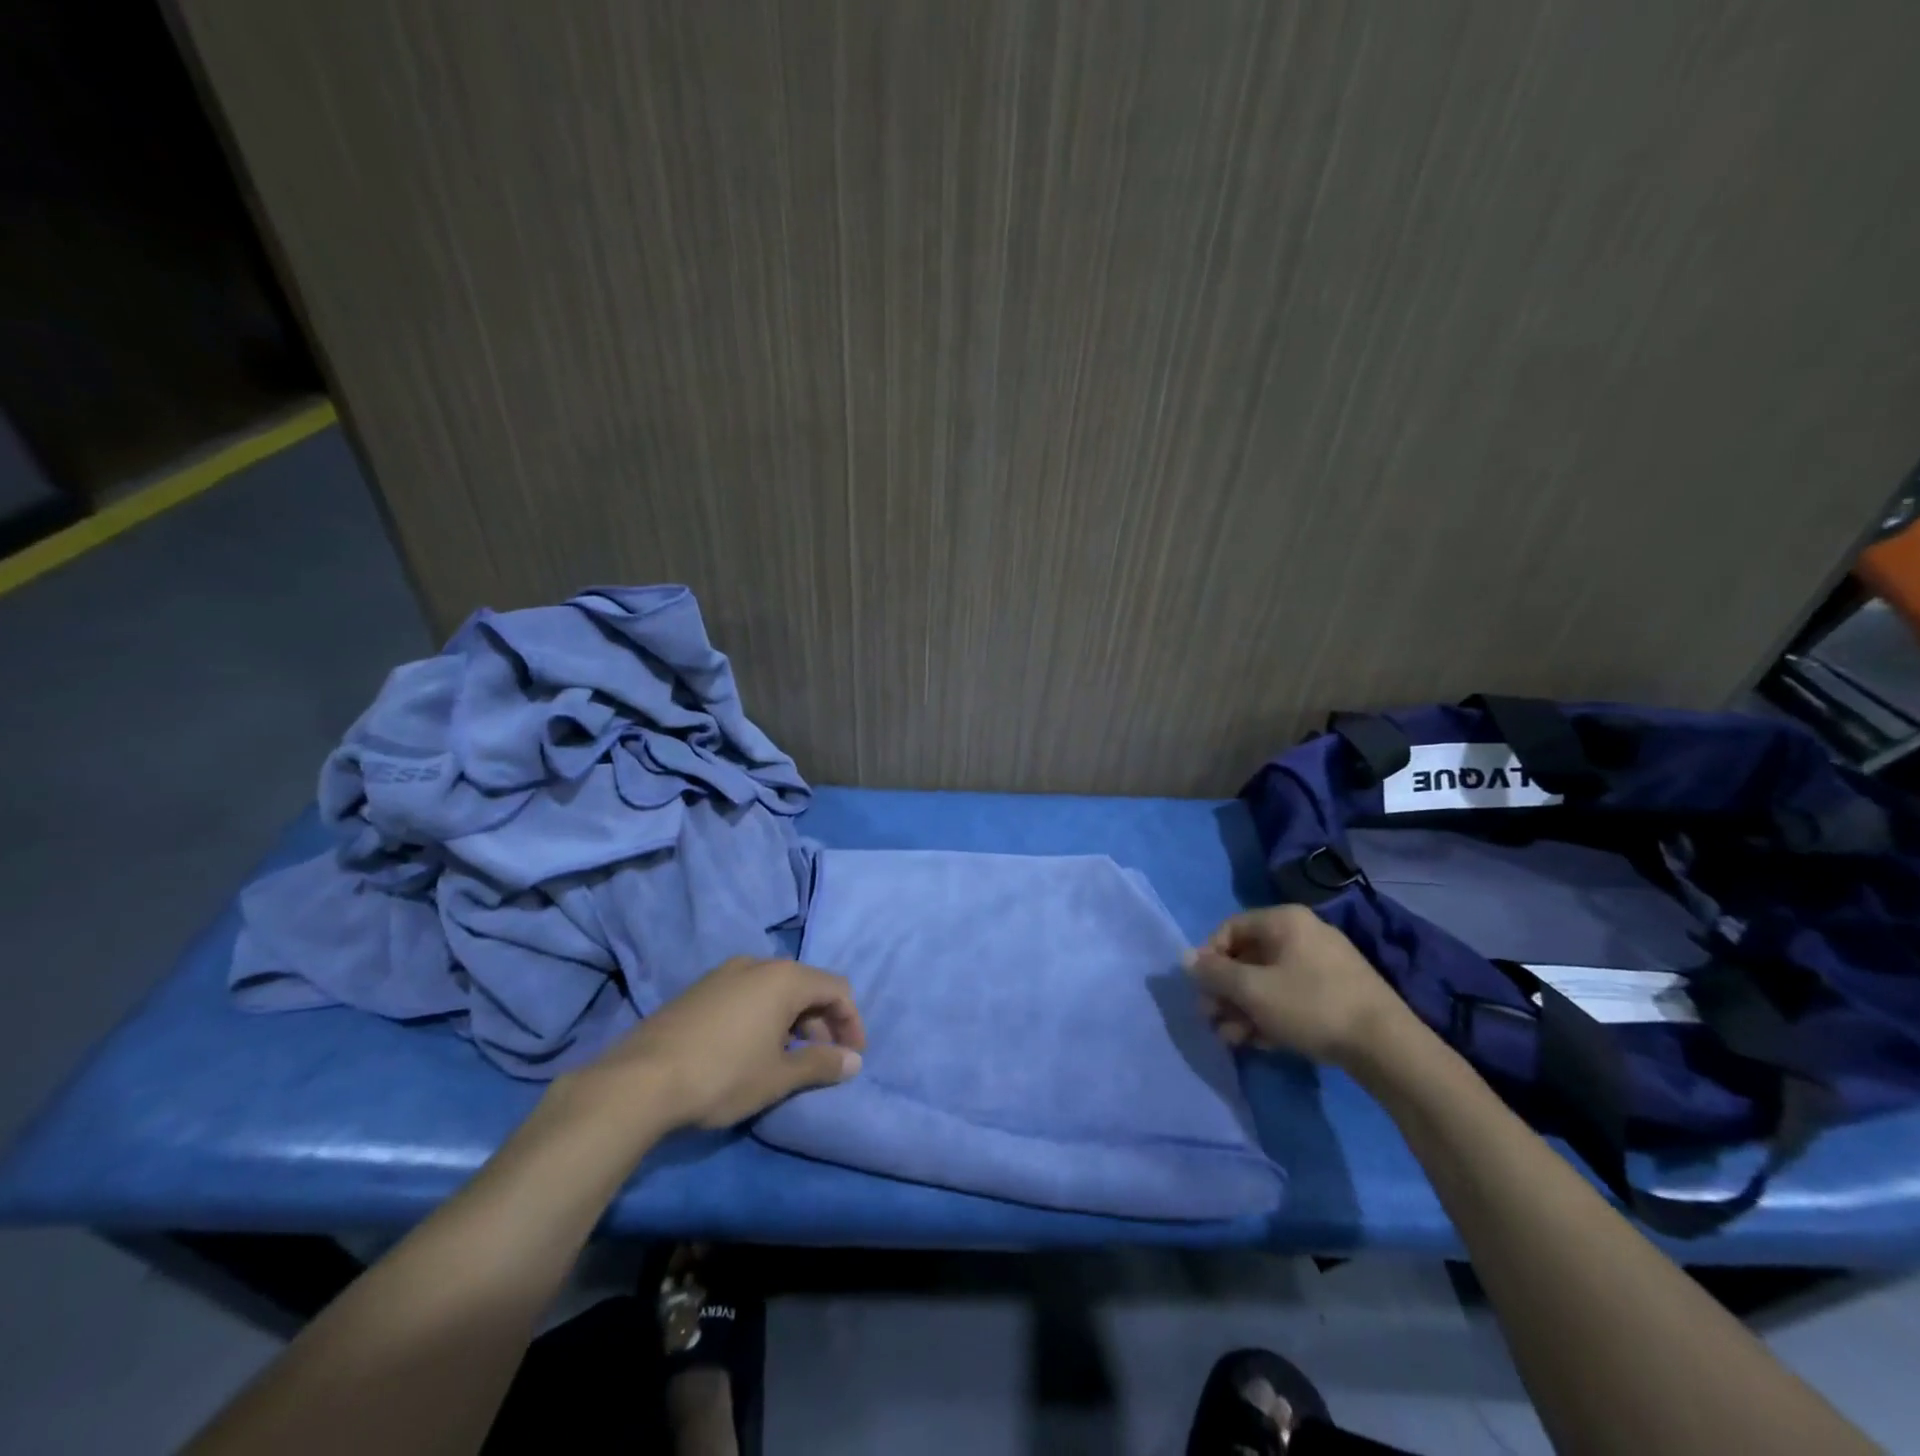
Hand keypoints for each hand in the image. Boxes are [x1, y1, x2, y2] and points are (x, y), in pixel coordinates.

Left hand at [566, 956, 865, 1131]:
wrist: (639, 1080)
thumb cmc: (722, 1075)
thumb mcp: (778, 1076)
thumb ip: (821, 1064)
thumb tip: (854, 1061)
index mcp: (784, 978)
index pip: (836, 989)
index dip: (851, 1022)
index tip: (851, 1057)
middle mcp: (758, 964)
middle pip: (807, 986)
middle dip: (822, 1023)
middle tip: (822, 1062)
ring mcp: (725, 973)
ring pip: (775, 990)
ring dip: (793, 1021)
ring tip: (788, 1060)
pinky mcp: (700, 989)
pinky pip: (748, 994)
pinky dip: (764, 1017)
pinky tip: (752, 1050)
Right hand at [1184, 905, 1410, 1065]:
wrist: (1388, 1047)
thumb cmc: (1311, 1006)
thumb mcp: (1253, 990)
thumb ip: (1215, 973)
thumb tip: (1185, 958)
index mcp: (1284, 921)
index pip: (1230, 928)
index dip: (1209, 958)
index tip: (1201, 990)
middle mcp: (1304, 934)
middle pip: (1249, 957)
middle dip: (1226, 991)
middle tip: (1212, 1019)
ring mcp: (1323, 965)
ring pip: (1269, 981)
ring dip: (1244, 1009)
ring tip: (1232, 1040)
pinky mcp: (1337, 994)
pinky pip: (1291, 996)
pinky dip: (1271, 1015)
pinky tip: (1258, 1043)